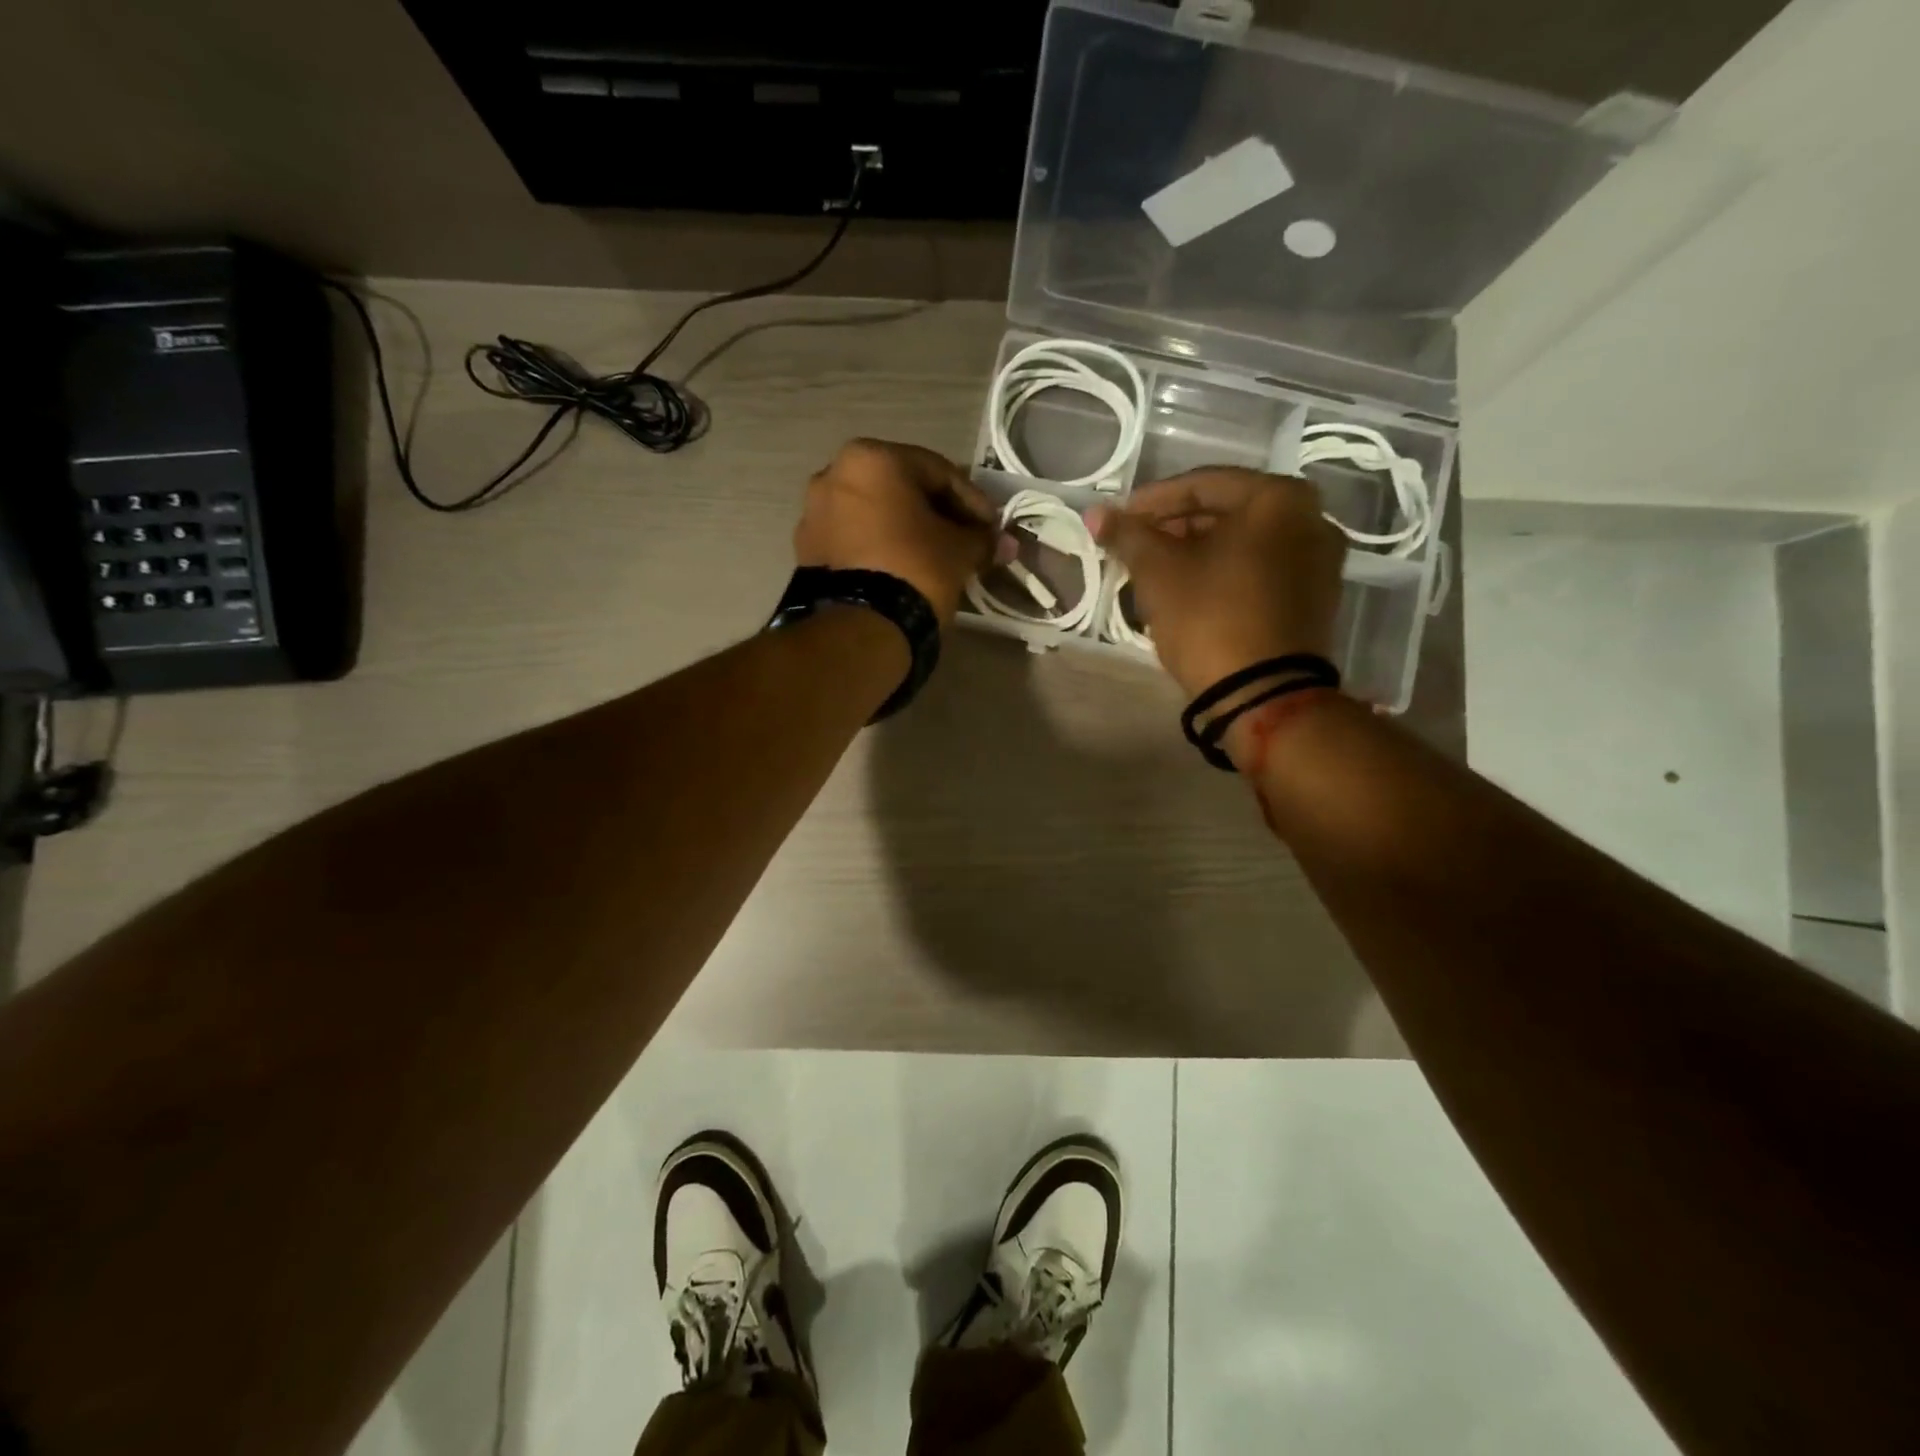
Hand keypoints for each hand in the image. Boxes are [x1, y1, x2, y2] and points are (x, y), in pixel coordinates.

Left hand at [794, 439, 1005, 624]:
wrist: (859, 627)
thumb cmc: (915, 569)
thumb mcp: (960, 551)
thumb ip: (983, 539)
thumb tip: (1004, 543)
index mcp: (872, 458)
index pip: (938, 472)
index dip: (972, 501)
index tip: (992, 527)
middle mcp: (834, 473)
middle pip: (902, 489)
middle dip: (937, 513)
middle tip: (966, 539)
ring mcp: (814, 512)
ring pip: (876, 513)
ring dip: (907, 530)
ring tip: (935, 557)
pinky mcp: (807, 550)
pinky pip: (855, 538)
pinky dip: (880, 546)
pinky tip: (903, 568)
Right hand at [1089, 468, 1346, 698]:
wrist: (1263, 695)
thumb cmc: (1209, 618)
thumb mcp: (1158, 572)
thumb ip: (1127, 535)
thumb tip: (1095, 513)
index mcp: (1279, 499)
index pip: (1202, 485)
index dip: (1151, 502)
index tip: (1118, 520)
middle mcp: (1311, 519)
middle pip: (1226, 512)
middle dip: (1174, 528)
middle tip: (1134, 547)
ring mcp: (1318, 562)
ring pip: (1242, 544)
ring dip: (1196, 552)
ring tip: (1155, 573)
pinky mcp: (1314, 599)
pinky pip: (1259, 571)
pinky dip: (1223, 574)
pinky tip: (1189, 592)